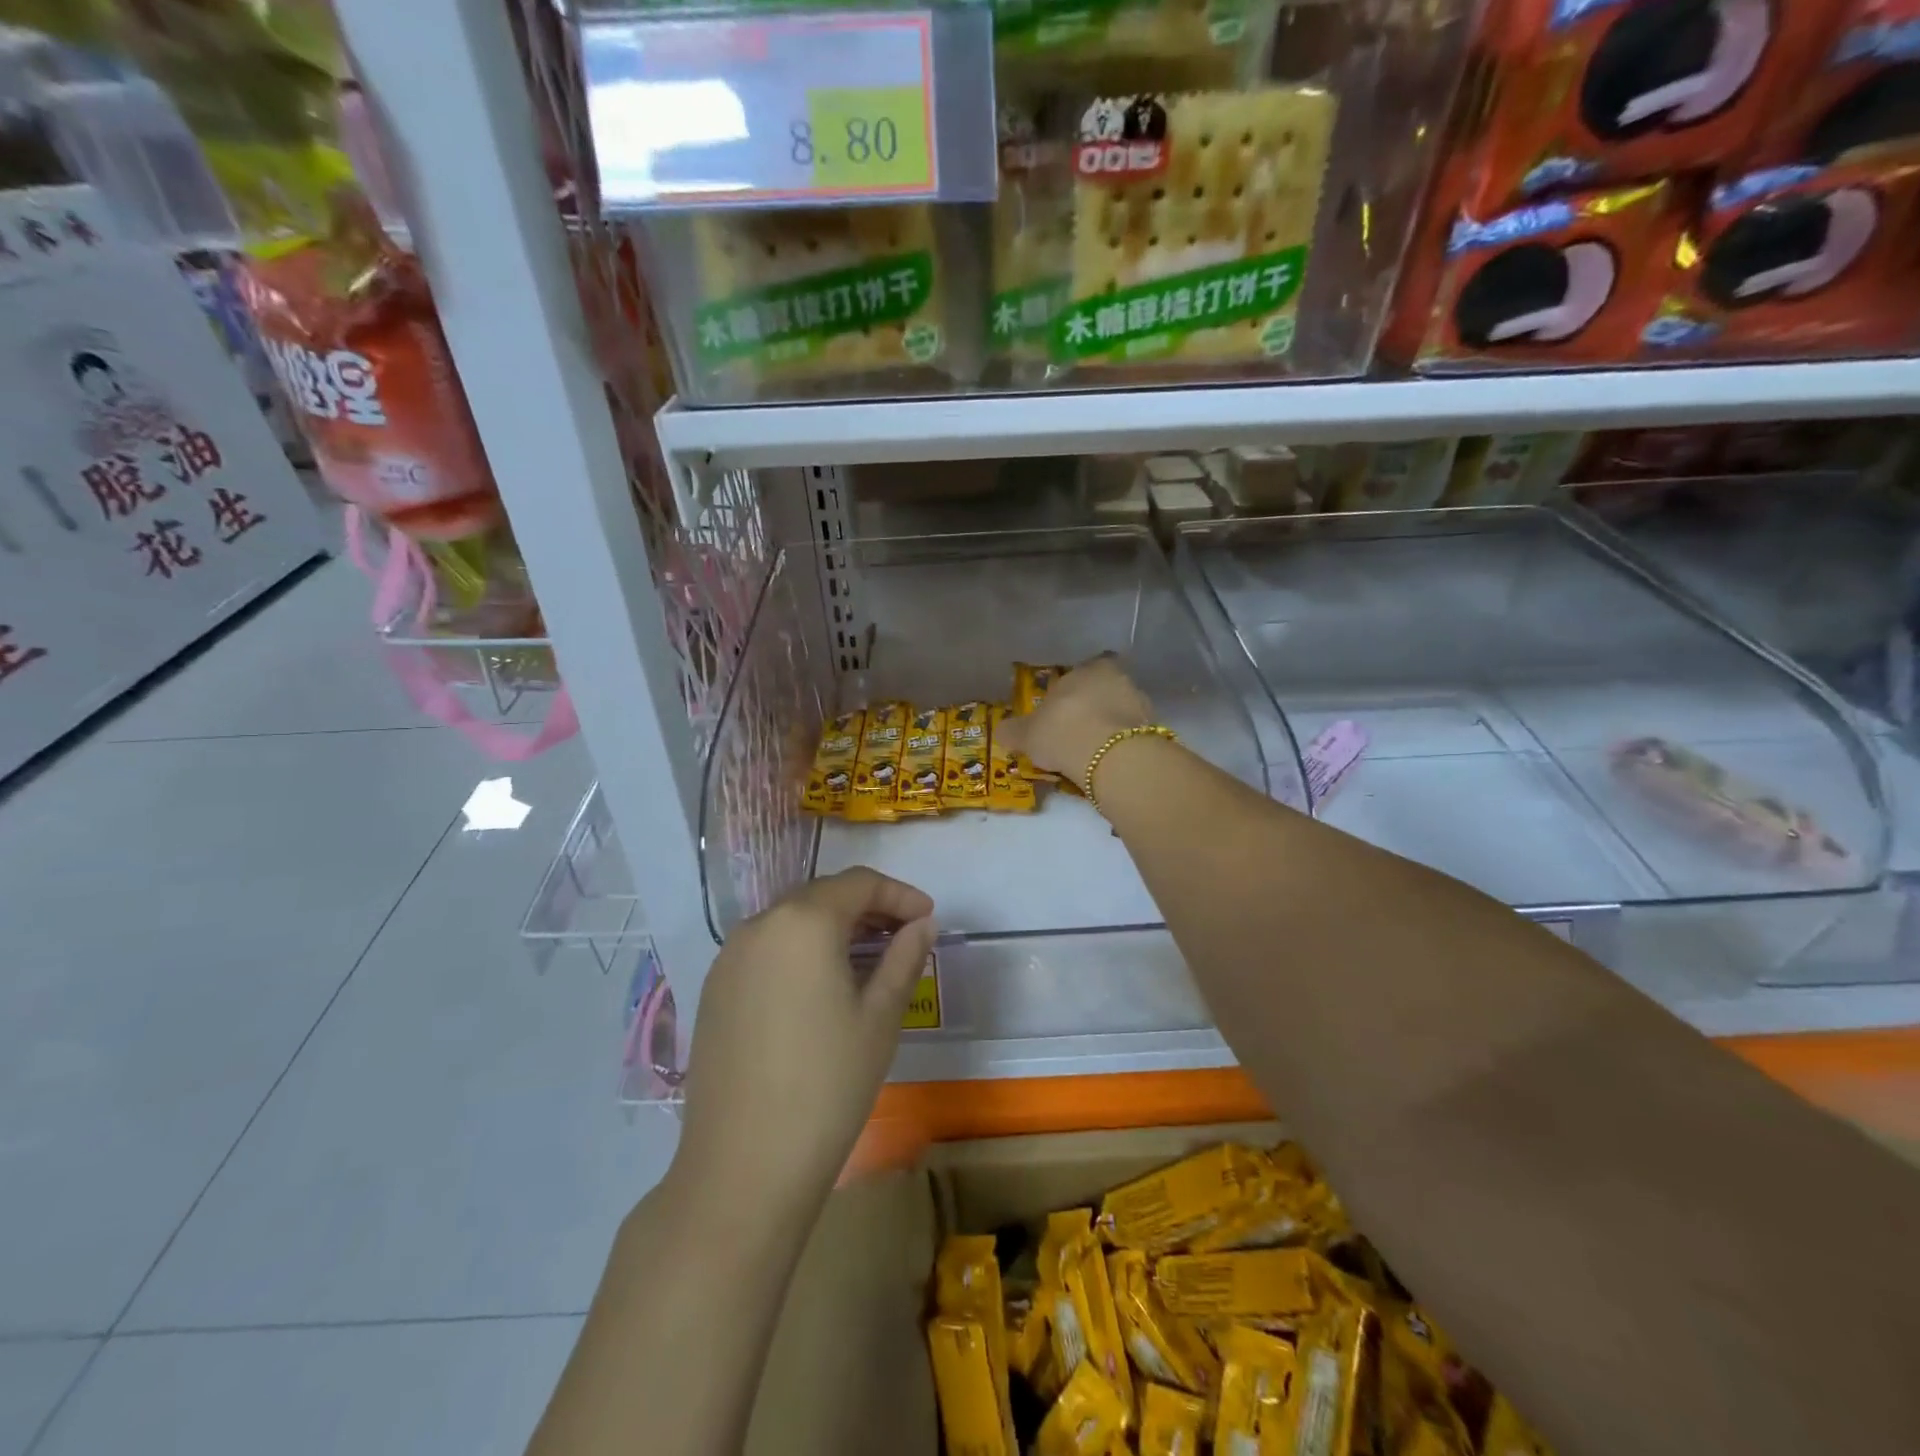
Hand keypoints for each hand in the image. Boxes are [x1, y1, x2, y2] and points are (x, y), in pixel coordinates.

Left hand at [674, 868, 935, 1212]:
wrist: (743, 1166)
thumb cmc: (827, 1084)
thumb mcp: (881, 1017)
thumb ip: (904, 957)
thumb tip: (922, 924)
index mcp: (804, 921)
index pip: (859, 883)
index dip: (899, 894)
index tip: (928, 917)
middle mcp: (760, 924)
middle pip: (822, 896)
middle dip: (867, 907)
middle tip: (903, 935)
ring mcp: (729, 957)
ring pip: (792, 921)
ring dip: (832, 928)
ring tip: (867, 960)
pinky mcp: (714, 989)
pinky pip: (766, 949)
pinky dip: (800, 951)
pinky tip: (820, 986)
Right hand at [996, 654, 1153, 789]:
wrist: (1110, 757)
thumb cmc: (1063, 732)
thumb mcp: (1027, 734)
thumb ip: (1013, 731)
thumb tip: (1001, 731)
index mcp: (1087, 668)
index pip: (1079, 673)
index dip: (1070, 692)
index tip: (1061, 712)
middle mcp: (1117, 678)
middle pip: (1102, 690)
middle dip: (1091, 708)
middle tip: (1075, 733)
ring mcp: (1140, 703)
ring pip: (1119, 712)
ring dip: (1109, 727)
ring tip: (1091, 753)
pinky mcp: (1153, 730)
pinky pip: (1131, 735)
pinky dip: (1120, 745)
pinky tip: (1107, 762)